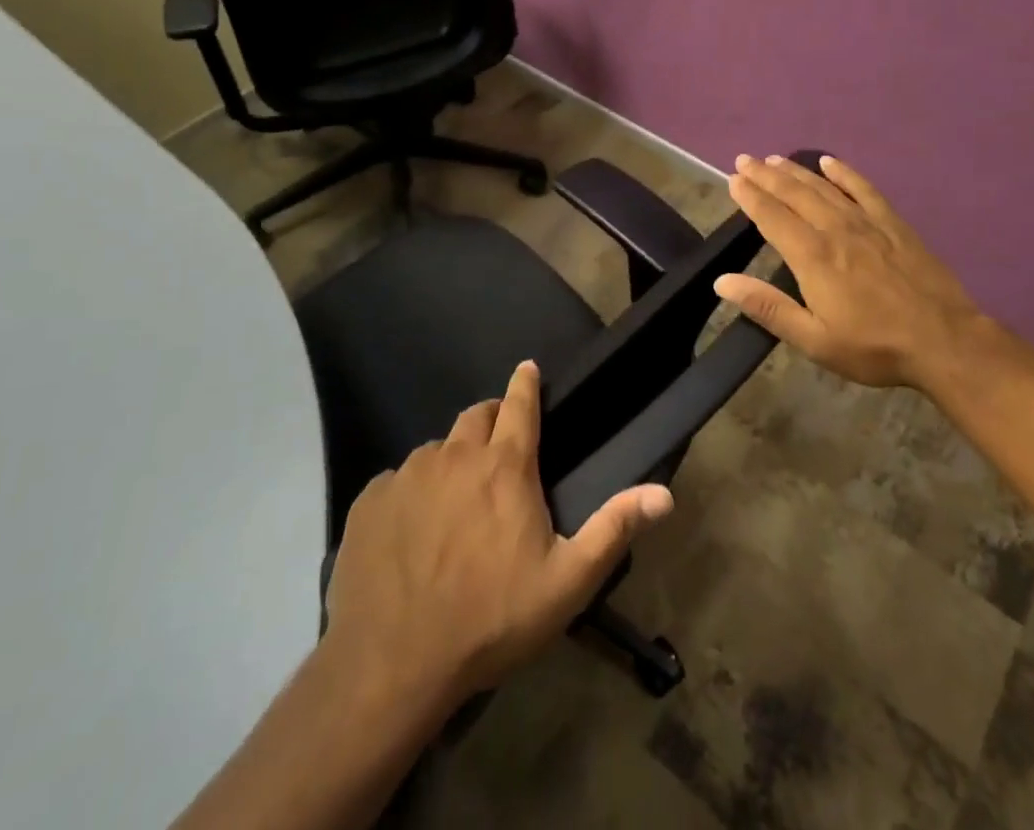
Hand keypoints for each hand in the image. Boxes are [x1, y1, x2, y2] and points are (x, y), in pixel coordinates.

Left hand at [322, 361, 673, 712]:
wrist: (394, 665)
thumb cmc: (491, 619)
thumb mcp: (566, 581)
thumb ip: (614, 529)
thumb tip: (665, 494)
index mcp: (504, 467)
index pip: (519, 404)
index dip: (526, 383)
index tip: (527, 367)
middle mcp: (454, 456)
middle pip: (475, 417)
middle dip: (491, 420)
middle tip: (497, 449)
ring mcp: (407, 475)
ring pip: (435, 450)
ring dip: (451, 462)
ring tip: (454, 502)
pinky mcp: (369, 501)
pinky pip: (396, 481)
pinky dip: (410, 493)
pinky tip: (410, 532)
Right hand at [714, 153, 988, 388]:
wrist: (944, 341)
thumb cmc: (874, 347)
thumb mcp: (814, 339)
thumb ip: (768, 307)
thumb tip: (722, 282)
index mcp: (812, 257)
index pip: (772, 217)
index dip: (750, 197)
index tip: (733, 180)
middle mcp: (835, 230)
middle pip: (794, 194)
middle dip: (766, 176)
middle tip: (745, 160)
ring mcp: (867, 223)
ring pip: (823, 188)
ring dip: (796, 171)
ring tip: (774, 159)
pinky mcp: (893, 224)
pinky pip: (863, 189)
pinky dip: (844, 173)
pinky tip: (830, 162)